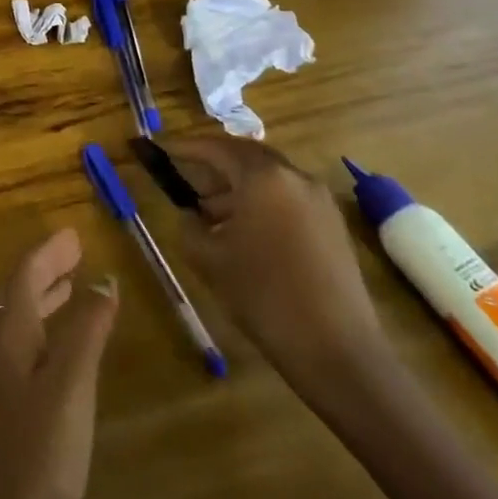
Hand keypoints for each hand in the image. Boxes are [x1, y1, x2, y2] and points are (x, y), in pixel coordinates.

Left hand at [0, 227, 118, 498]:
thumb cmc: (40, 448)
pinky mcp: (19, 407)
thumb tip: (104, 280)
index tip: (73, 234)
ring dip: (49, 296)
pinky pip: (35, 346)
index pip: (26, 276)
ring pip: (27, 320)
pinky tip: (71, 347)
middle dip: (48, 268)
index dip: (49, 253)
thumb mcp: (70, 383)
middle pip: (22, 293)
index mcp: (13, 334)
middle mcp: (6, 348)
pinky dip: (53, 329)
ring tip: (74, 284)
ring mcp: (10, 379)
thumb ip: (86, 330)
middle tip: (76, 251)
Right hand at [166, 136, 391, 401]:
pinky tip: (244, 233)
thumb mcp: (209, 258)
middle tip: (185, 176)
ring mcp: (319, 200)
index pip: (215, 147)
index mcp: (263, 177)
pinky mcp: (333, 225)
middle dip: (213, 163)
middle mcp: (295, 177)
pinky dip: (261, 202)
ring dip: (237, 186)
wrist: (337, 351)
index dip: (184, 147)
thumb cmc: (264, 296)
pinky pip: (287, 197)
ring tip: (210, 214)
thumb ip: (189, 225)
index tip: (160, 149)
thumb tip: (190, 214)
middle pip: (246, 155)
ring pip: (268, 177)